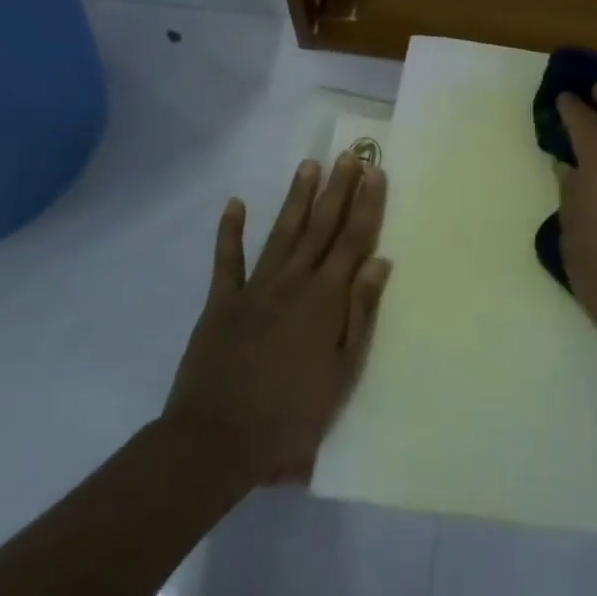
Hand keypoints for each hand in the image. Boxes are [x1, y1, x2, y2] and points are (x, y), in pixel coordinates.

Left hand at [161, 155, 391, 488]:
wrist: (217, 440)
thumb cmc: (292, 415)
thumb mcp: (343, 371)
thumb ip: (361, 312)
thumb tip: (379, 260)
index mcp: (327, 298)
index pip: (354, 240)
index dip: (367, 204)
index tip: (375, 172)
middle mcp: (295, 281)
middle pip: (321, 226)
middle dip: (338, 189)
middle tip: (348, 155)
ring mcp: (256, 288)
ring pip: (282, 232)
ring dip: (296, 198)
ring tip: (309, 165)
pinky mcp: (222, 302)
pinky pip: (227, 260)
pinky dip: (230, 231)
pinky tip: (235, 204)